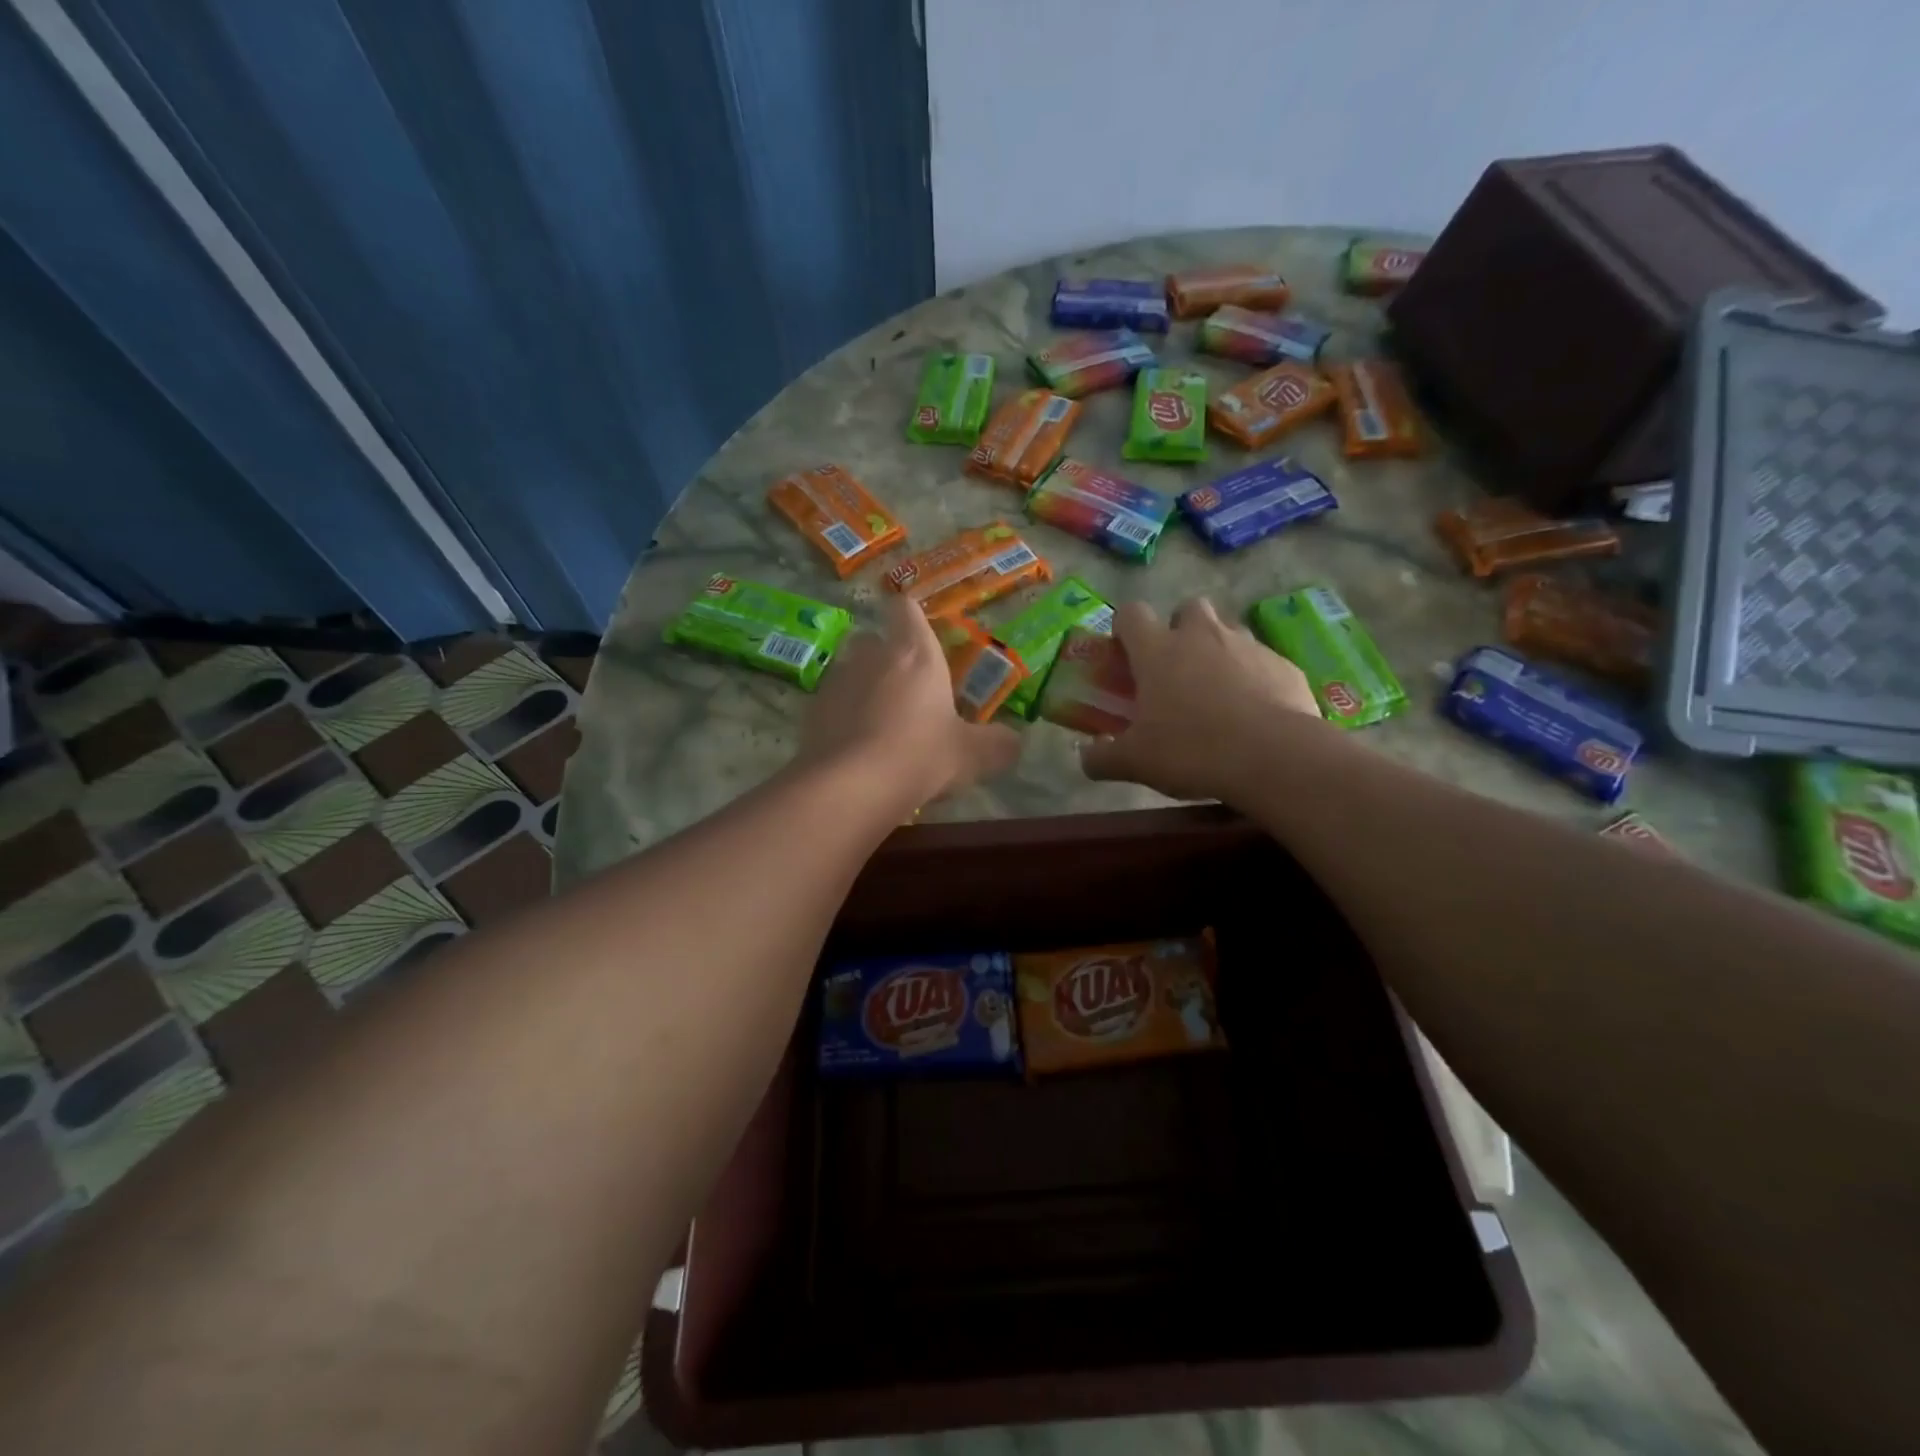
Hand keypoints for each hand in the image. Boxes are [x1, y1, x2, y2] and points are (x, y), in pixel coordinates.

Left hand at [799, 593, 1020, 806]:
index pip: (906, 609)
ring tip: (878, 721)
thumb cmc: (920, 755)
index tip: (917, 629)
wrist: (850, 785)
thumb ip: (997, 745)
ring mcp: (837, 680)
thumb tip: (1014, 742)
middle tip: (905, 687)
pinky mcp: (812, 710)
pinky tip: (854, 745)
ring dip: (862, 686)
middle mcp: (871, 655)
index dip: (910, 615)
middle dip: (886, 656)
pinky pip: (831, 703)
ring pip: (849, 670)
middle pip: (874, 639)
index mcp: (915, 653)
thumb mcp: (971, 755)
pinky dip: (842, 715)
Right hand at [1081, 597, 1321, 800]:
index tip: (1125, 651)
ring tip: (1217, 691)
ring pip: (1228, 631)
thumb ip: (1102, 758)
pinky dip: (1255, 677)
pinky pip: (1263, 661)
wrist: (1273, 756)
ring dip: (1218, 651)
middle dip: (1181, 629)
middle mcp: (1202, 635)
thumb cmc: (1191, 749)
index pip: (1132, 614)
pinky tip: (1255, 712)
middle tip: (1177, 668)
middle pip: (1187, 608)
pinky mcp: (1283, 664)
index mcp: (1158, 650)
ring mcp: (1247, 645)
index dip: (1125, 628)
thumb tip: (1083, 758)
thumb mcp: (1135, 762)